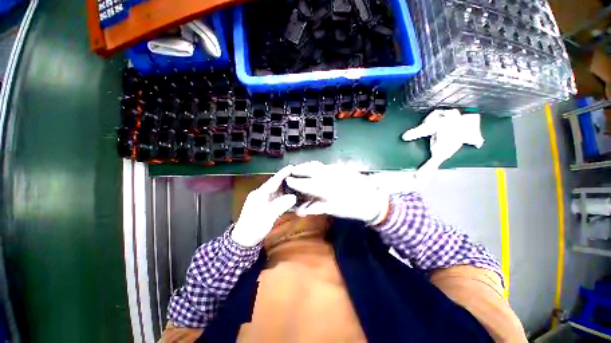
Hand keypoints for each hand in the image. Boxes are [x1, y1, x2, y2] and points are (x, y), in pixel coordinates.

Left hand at [231, 165, 296, 246]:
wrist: (244, 240)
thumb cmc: (254, 226)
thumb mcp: (268, 215)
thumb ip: (281, 204)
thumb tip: (293, 197)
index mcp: (260, 194)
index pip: (273, 181)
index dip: (282, 174)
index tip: (291, 167)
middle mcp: (262, 195)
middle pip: (276, 185)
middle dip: (287, 181)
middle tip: (299, 177)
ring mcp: (264, 201)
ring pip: (278, 193)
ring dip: (287, 190)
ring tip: (299, 186)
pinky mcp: (267, 207)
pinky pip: (278, 200)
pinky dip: (285, 199)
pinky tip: (293, 200)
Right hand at [285, 162, 389, 224]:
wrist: (372, 200)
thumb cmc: (351, 208)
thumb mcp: (332, 209)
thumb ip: (315, 207)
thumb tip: (300, 210)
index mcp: (325, 187)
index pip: (305, 182)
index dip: (295, 181)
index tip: (287, 179)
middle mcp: (329, 174)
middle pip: (310, 168)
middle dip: (300, 168)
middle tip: (292, 170)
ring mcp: (336, 169)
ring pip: (318, 165)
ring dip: (308, 166)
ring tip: (302, 168)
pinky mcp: (342, 168)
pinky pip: (325, 165)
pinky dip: (318, 166)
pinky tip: (316, 169)